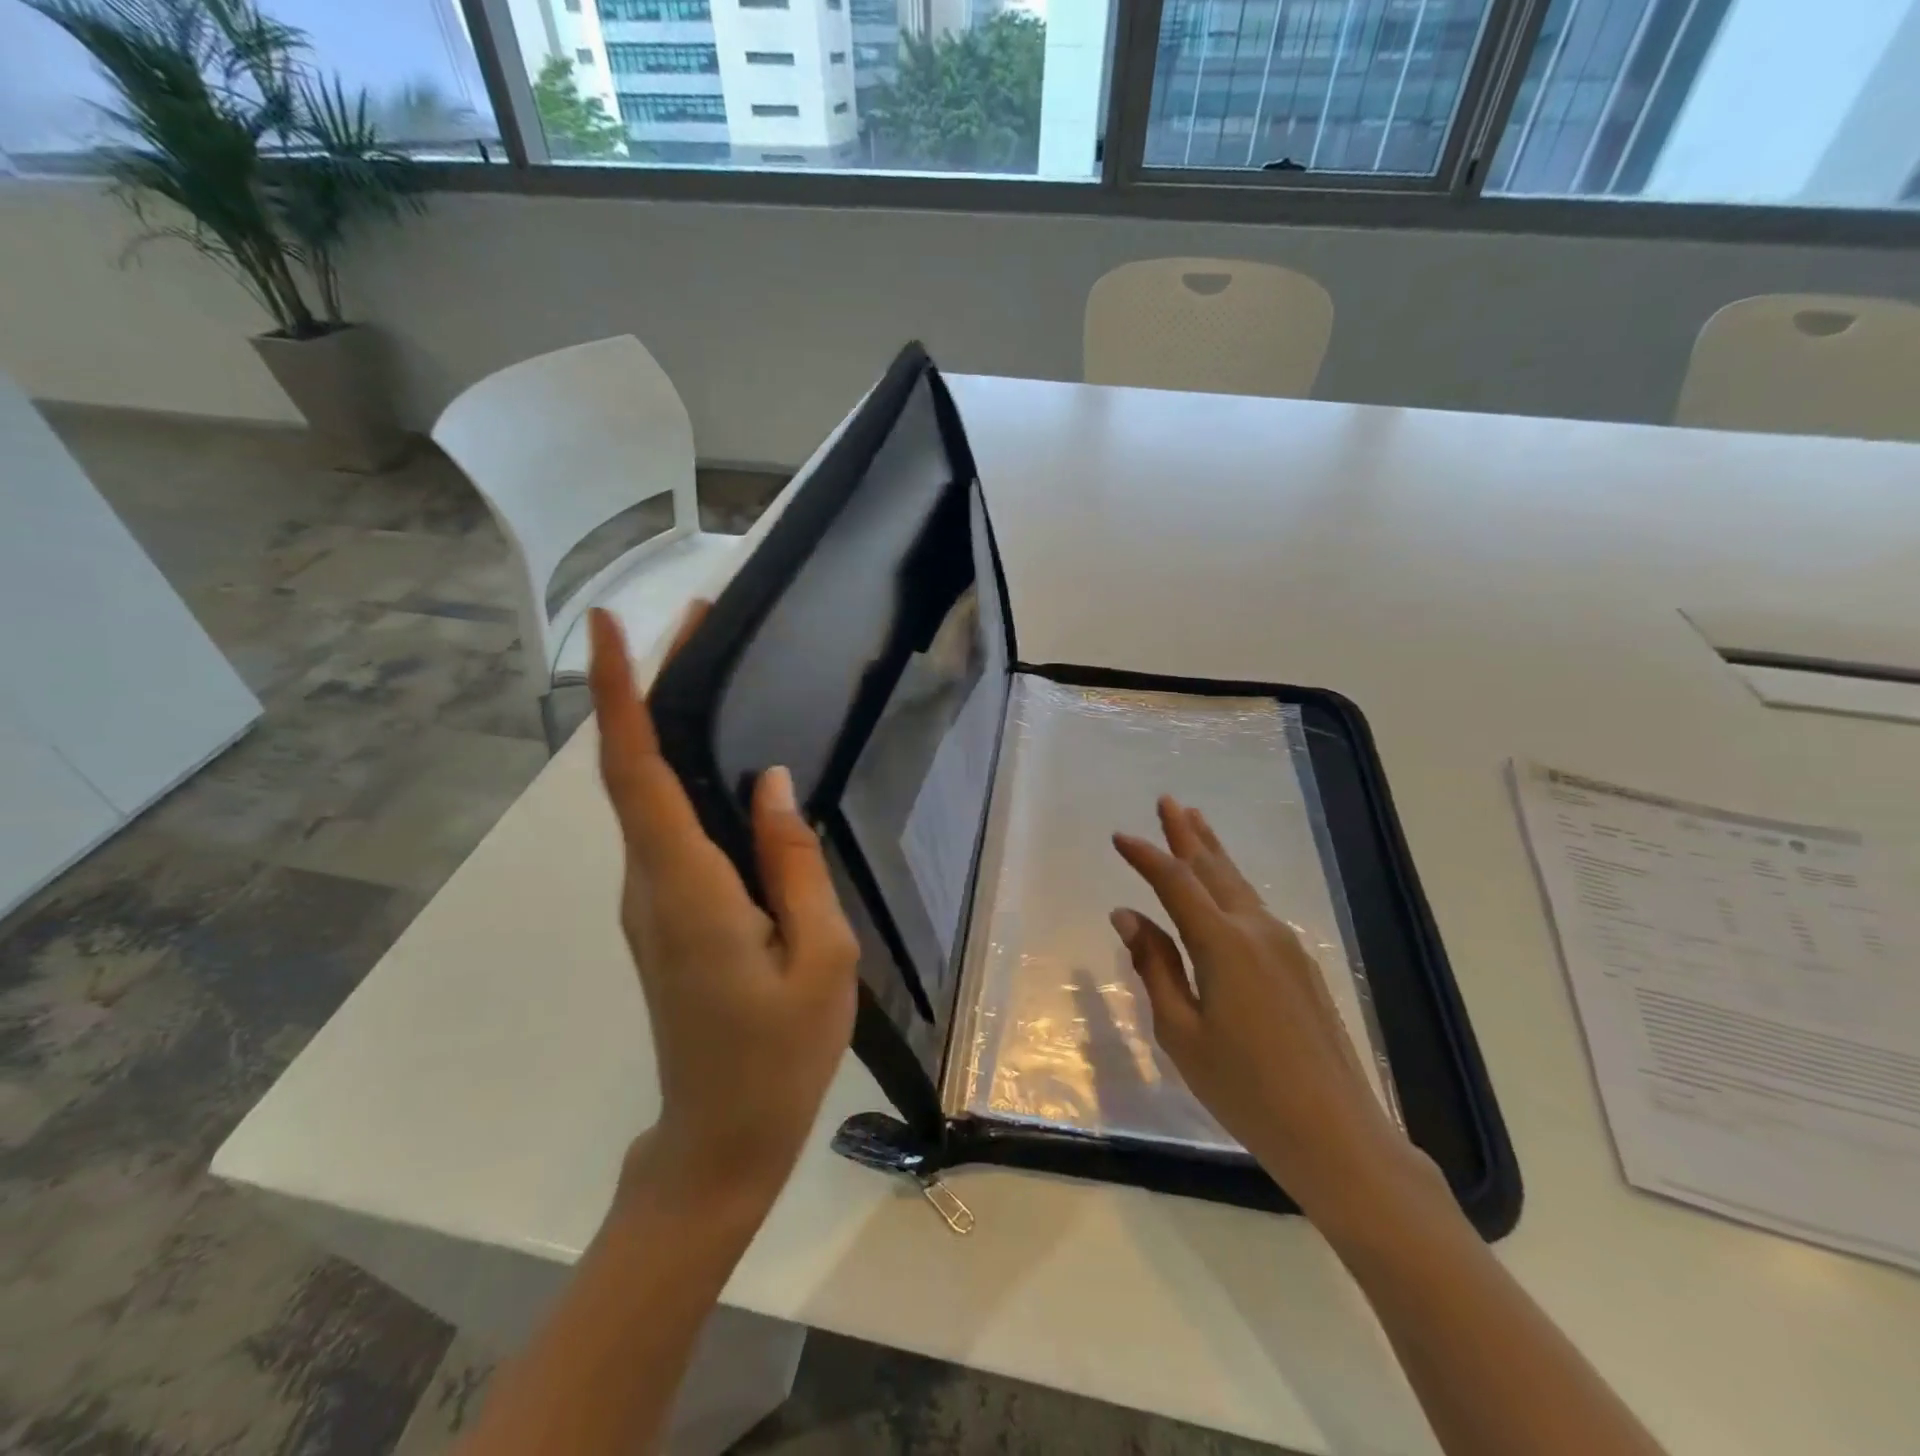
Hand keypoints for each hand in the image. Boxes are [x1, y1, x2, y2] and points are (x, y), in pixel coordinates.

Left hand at [587, 607, 859, 1214]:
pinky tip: (724, 761)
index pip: (636, 774)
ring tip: (713, 671)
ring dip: (665, 728)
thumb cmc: (780, 1055)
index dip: (621, 696)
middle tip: (697, 624)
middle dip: (649, 688)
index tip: (610, 625)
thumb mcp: (821, 958)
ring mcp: (648, 902)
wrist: (720, 1141)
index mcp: (686, 890)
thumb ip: (794, 863)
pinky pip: (665, 829)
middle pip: (632, 771)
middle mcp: (649, 884)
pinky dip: (679, 776)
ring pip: (644, 798)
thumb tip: (771, 781)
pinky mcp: (663, 915)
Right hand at [1112, 797, 1438, 1225]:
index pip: (1174, 883)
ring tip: (1195, 823)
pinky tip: (1224, 888)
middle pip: (1214, 869)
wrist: (1336, 1132)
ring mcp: (1285, 945)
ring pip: (1239, 885)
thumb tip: (1127, 916)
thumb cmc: (1244, 1088)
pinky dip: (1231, 885)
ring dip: (1212, 853)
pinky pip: (1255, 909)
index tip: (1120, 837)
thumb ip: (1155, 966)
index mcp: (1222, 944)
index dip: (1145, 856)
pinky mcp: (1301, 964)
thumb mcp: (1181, 1031)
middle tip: (1167, 801)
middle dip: (1187, 833)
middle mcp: (1256, 930)